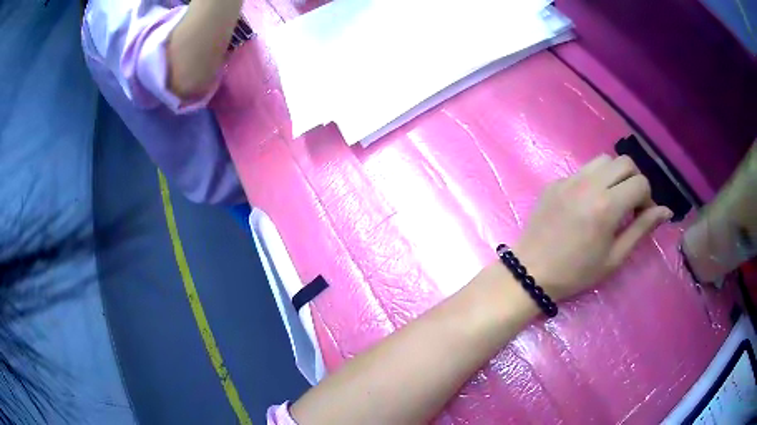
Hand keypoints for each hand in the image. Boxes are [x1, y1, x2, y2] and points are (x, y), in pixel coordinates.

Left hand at [513, 154, 672, 300]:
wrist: (531, 272)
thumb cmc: (576, 273)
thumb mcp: (614, 257)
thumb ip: (642, 228)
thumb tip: (666, 210)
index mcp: (607, 205)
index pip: (641, 182)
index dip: (648, 198)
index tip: (642, 215)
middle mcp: (589, 184)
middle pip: (625, 162)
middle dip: (634, 180)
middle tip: (631, 204)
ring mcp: (569, 179)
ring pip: (603, 160)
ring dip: (615, 175)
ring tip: (612, 199)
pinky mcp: (555, 181)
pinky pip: (583, 170)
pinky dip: (594, 179)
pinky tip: (588, 202)